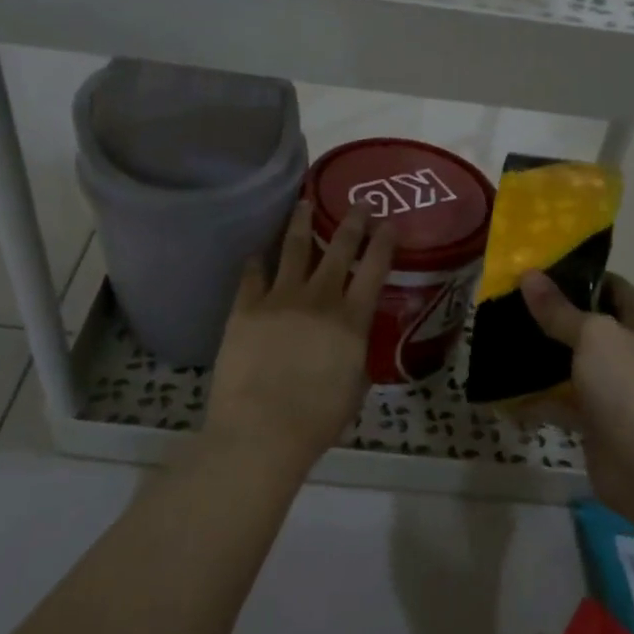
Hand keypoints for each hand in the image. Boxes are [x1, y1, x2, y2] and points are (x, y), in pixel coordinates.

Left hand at [207, 198, 393, 470]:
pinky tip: (257, 252)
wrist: (261, 430)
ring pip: (293, 249)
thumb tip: (351, 342)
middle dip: (351, 223)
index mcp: (351, 320)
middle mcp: (319, 299)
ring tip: (303, 203)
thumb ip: (355, 355)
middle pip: (337, 249)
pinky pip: (252, 275)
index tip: (388, 223)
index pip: (374, 269)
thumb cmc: (317, 420)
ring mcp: (278, 299)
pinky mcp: (244, 308)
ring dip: (301, 223)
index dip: (383, 243)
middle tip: (357, 204)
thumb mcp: (354, 388)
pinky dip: (257, 261)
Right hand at [519, 271, 633, 520]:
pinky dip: (540, 397)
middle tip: (510, 305)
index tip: (535, 274)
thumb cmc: (628, 389)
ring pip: (575, 363)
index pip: (611, 286)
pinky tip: (505, 391)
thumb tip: (529, 276)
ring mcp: (620, 387)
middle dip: (552, 317)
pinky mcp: (601, 418)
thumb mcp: (593, 337)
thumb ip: (559, 310)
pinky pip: (566, 400)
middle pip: (591, 325)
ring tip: (502, 340)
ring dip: (543, 357)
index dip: (575, 277)